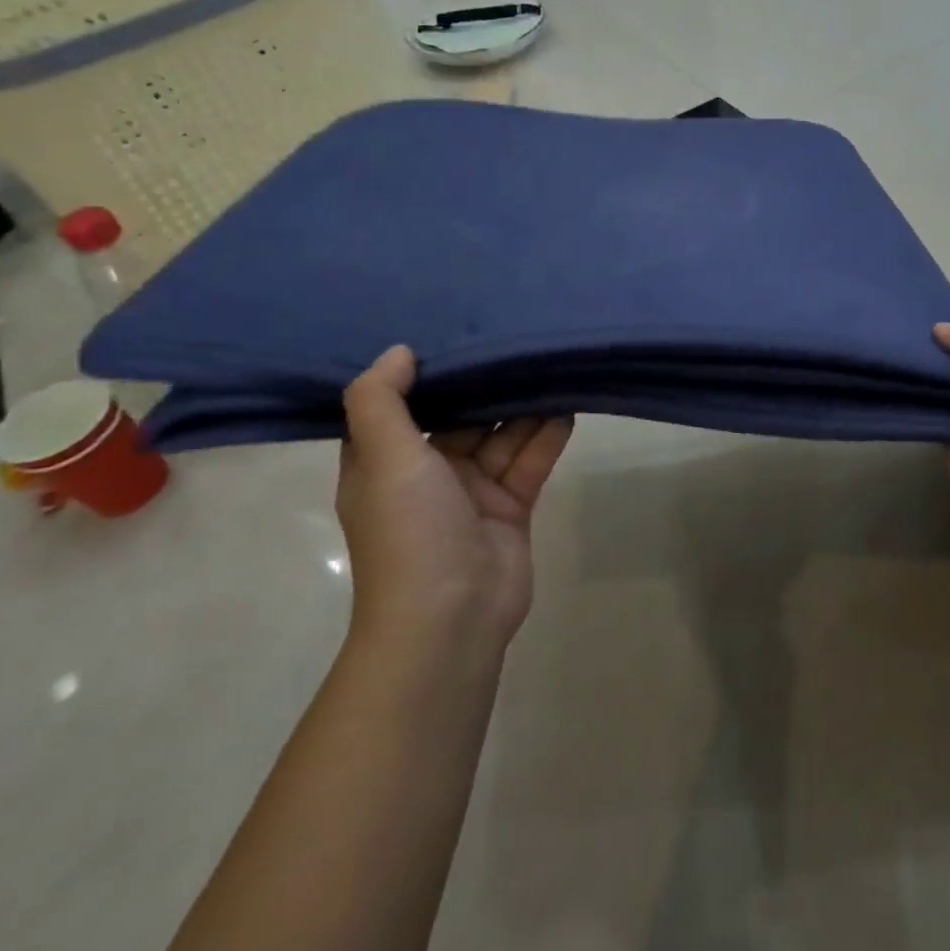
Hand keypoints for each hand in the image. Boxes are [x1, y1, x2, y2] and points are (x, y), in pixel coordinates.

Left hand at [337, 345, 573, 652]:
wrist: (452, 617)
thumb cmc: (410, 531)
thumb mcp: (384, 458)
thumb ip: (381, 401)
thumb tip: (399, 352)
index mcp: (385, 463)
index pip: (402, 406)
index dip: (425, 374)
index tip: (454, 333)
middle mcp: (426, 473)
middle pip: (460, 417)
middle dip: (487, 385)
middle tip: (519, 341)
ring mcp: (472, 491)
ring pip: (501, 436)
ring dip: (524, 406)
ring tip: (551, 365)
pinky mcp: (511, 506)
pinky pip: (529, 460)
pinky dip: (547, 435)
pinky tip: (567, 405)